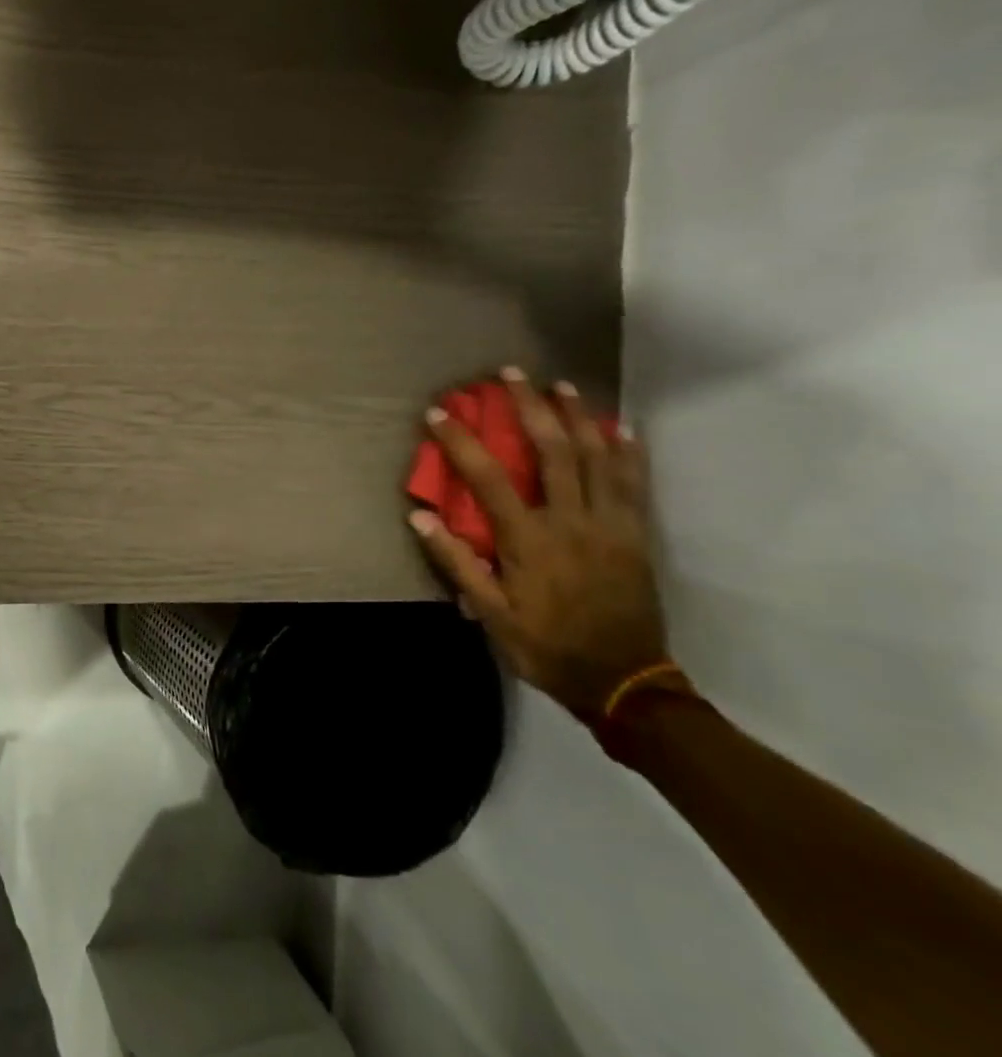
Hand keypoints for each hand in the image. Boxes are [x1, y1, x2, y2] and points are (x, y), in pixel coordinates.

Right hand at [409, 370, 666, 722]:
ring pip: (598, 457)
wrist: (623, 681)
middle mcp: (571, 521)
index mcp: (528, 540)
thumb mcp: (491, 613)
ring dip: (578, 416)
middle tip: (512, 374)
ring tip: (562, 385)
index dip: (462, 441)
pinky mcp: (637, 535)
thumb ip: (456, 563)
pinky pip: (634, 484)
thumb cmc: (546, 646)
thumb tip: (419, 517)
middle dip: (529, 407)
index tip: (440, 412)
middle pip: (552, 451)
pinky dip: (628, 452)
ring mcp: (610, 525)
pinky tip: (620, 427)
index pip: (488, 478)